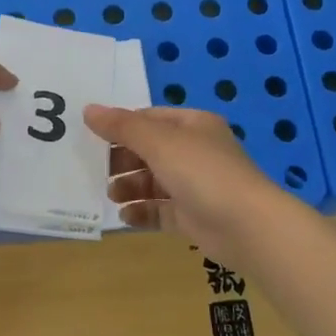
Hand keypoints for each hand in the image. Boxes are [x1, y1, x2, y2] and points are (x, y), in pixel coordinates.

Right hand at [81, 104, 293, 265]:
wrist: (247, 226)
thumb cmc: (202, 172)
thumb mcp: (159, 142)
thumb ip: (122, 127)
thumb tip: (88, 110)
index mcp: (193, 125)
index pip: (151, 119)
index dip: (123, 126)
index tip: (95, 138)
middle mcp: (195, 152)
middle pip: (151, 151)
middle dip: (124, 160)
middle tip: (99, 171)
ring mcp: (196, 186)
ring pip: (154, 182)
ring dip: (130, 187)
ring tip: (111, 195)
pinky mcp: (194, 217)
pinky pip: (162, 211)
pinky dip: (143, 213)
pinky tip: (125, 217)